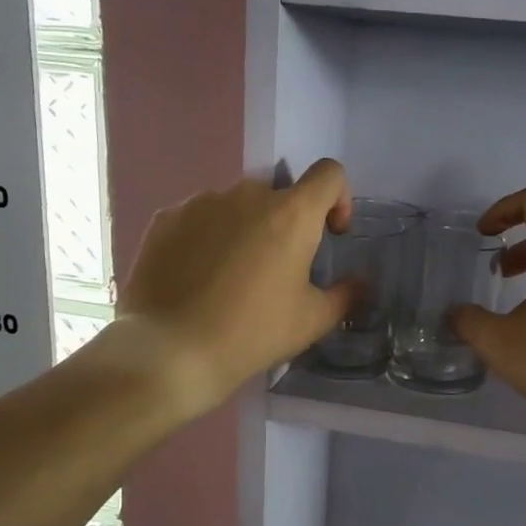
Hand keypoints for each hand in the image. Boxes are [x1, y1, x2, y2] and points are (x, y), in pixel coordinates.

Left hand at [118, 159, 355, 412]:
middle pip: (280, 194)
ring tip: (231, 278)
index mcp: (292, 213)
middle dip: (286, 223)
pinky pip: (200, 218)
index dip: (339, 198)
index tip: (330, 233)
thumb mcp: (312, 321)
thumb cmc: (252, 333)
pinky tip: (197, 278)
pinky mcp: (166, 218)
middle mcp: (247, 194)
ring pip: (237, 206)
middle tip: (277, 270)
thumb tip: (359, 284)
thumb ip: (345, 295)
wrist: (170, 351)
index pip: (330, 174)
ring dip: (245, 229)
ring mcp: (201, 202)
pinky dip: (208, 238)